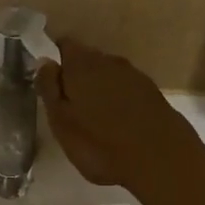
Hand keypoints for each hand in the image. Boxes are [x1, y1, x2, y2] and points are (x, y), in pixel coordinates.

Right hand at [37, 37, 204, 199]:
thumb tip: (44, 61)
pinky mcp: (152, 93)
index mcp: (82, 65)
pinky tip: (113, 122)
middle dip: (74, 75)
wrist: (161, 159)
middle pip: (86, 59)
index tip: (47, 80)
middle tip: (65, 104)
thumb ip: (50, 88)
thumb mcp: (61, 121)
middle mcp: (109, 61)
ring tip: (89, 116)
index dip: (53, 58)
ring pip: (106, 74)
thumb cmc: (100, 144)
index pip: (64, 45)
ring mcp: (134, 76)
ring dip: (96, 88)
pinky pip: (124, 88)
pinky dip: (115, 99)